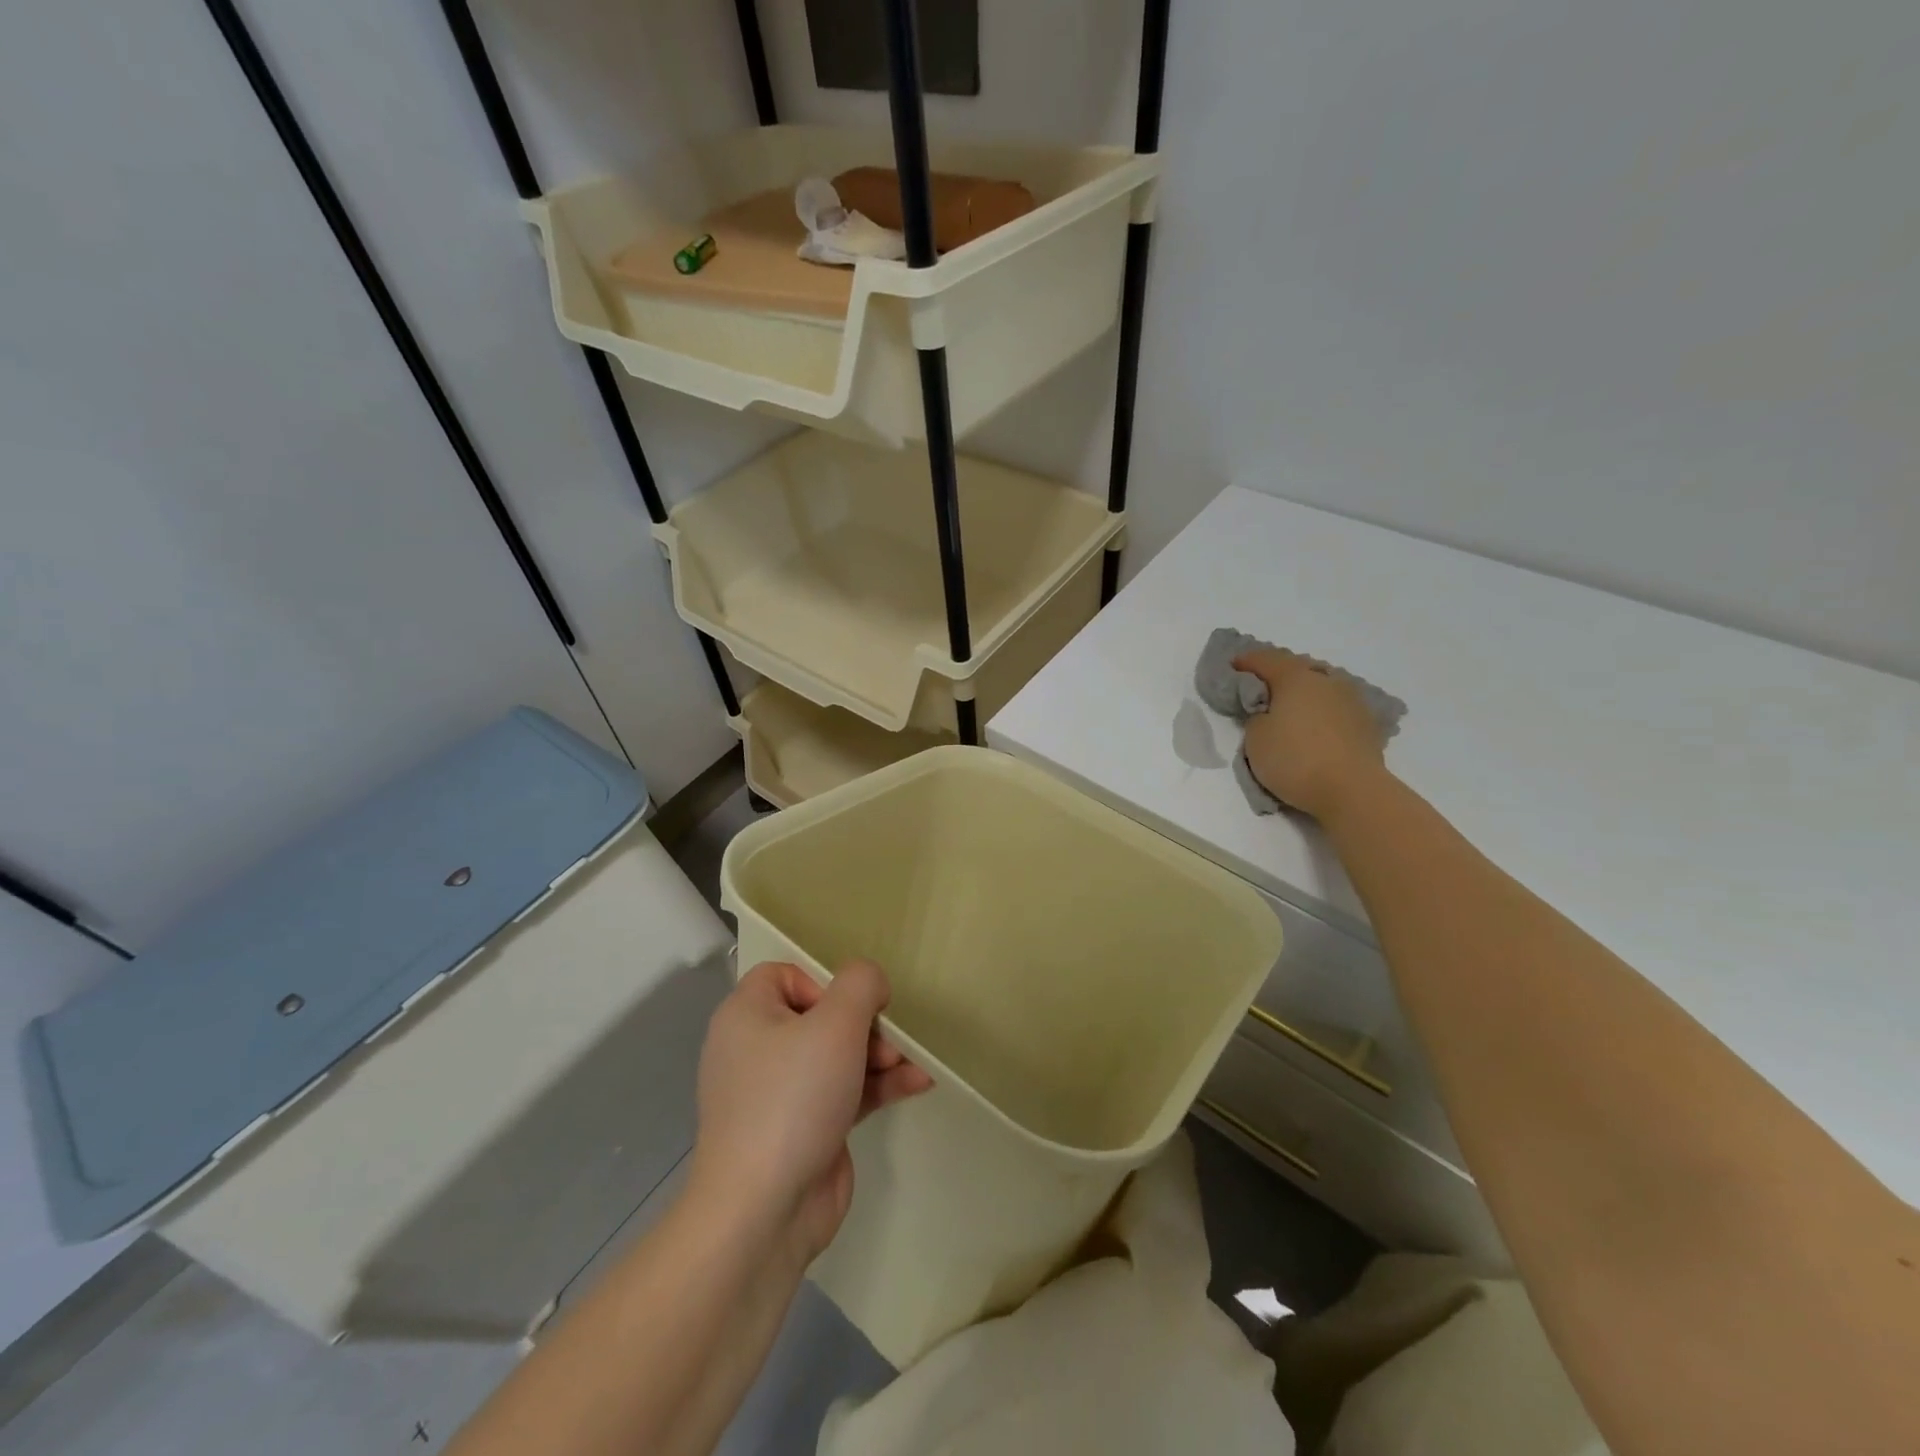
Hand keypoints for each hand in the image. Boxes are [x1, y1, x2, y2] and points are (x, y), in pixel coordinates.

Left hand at [690, 959, 930, 1262]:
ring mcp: (779, 1094)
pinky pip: (844, 1092)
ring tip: (912, 1063)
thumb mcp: (836, 1024)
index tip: (851, 1007)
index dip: (823, 982)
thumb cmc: (793, 1098)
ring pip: (836, 1056)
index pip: (785, 975)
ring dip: (879, 1055)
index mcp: (747, 1016)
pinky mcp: (803, 1129)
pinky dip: (877, 1086)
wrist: (762, 1212)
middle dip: (864, 1024)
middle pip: (820, 1015)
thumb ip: (861, 984)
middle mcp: (757, 1049)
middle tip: (889, 1041)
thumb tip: (870, 982)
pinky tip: (917, 1083)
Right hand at [1233, 648, 1387, 821]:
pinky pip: (1336, 706)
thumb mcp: (1255, 738)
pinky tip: (1316, 723)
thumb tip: (1269, 712)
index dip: (1245, 661)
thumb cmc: (1295, 759)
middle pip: (1297, 667)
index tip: (1232, 665)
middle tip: (1261, 687)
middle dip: (1277, 674)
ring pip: (1321, 685)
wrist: (1352, 790)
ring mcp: (1352, 700)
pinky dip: (1322, 709)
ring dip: (1304, 691)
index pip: (1265, 659)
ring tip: (1291, 706)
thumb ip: (1256, 716)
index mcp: (1296, 678)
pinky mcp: (1367, 722)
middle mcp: (1326, 680)